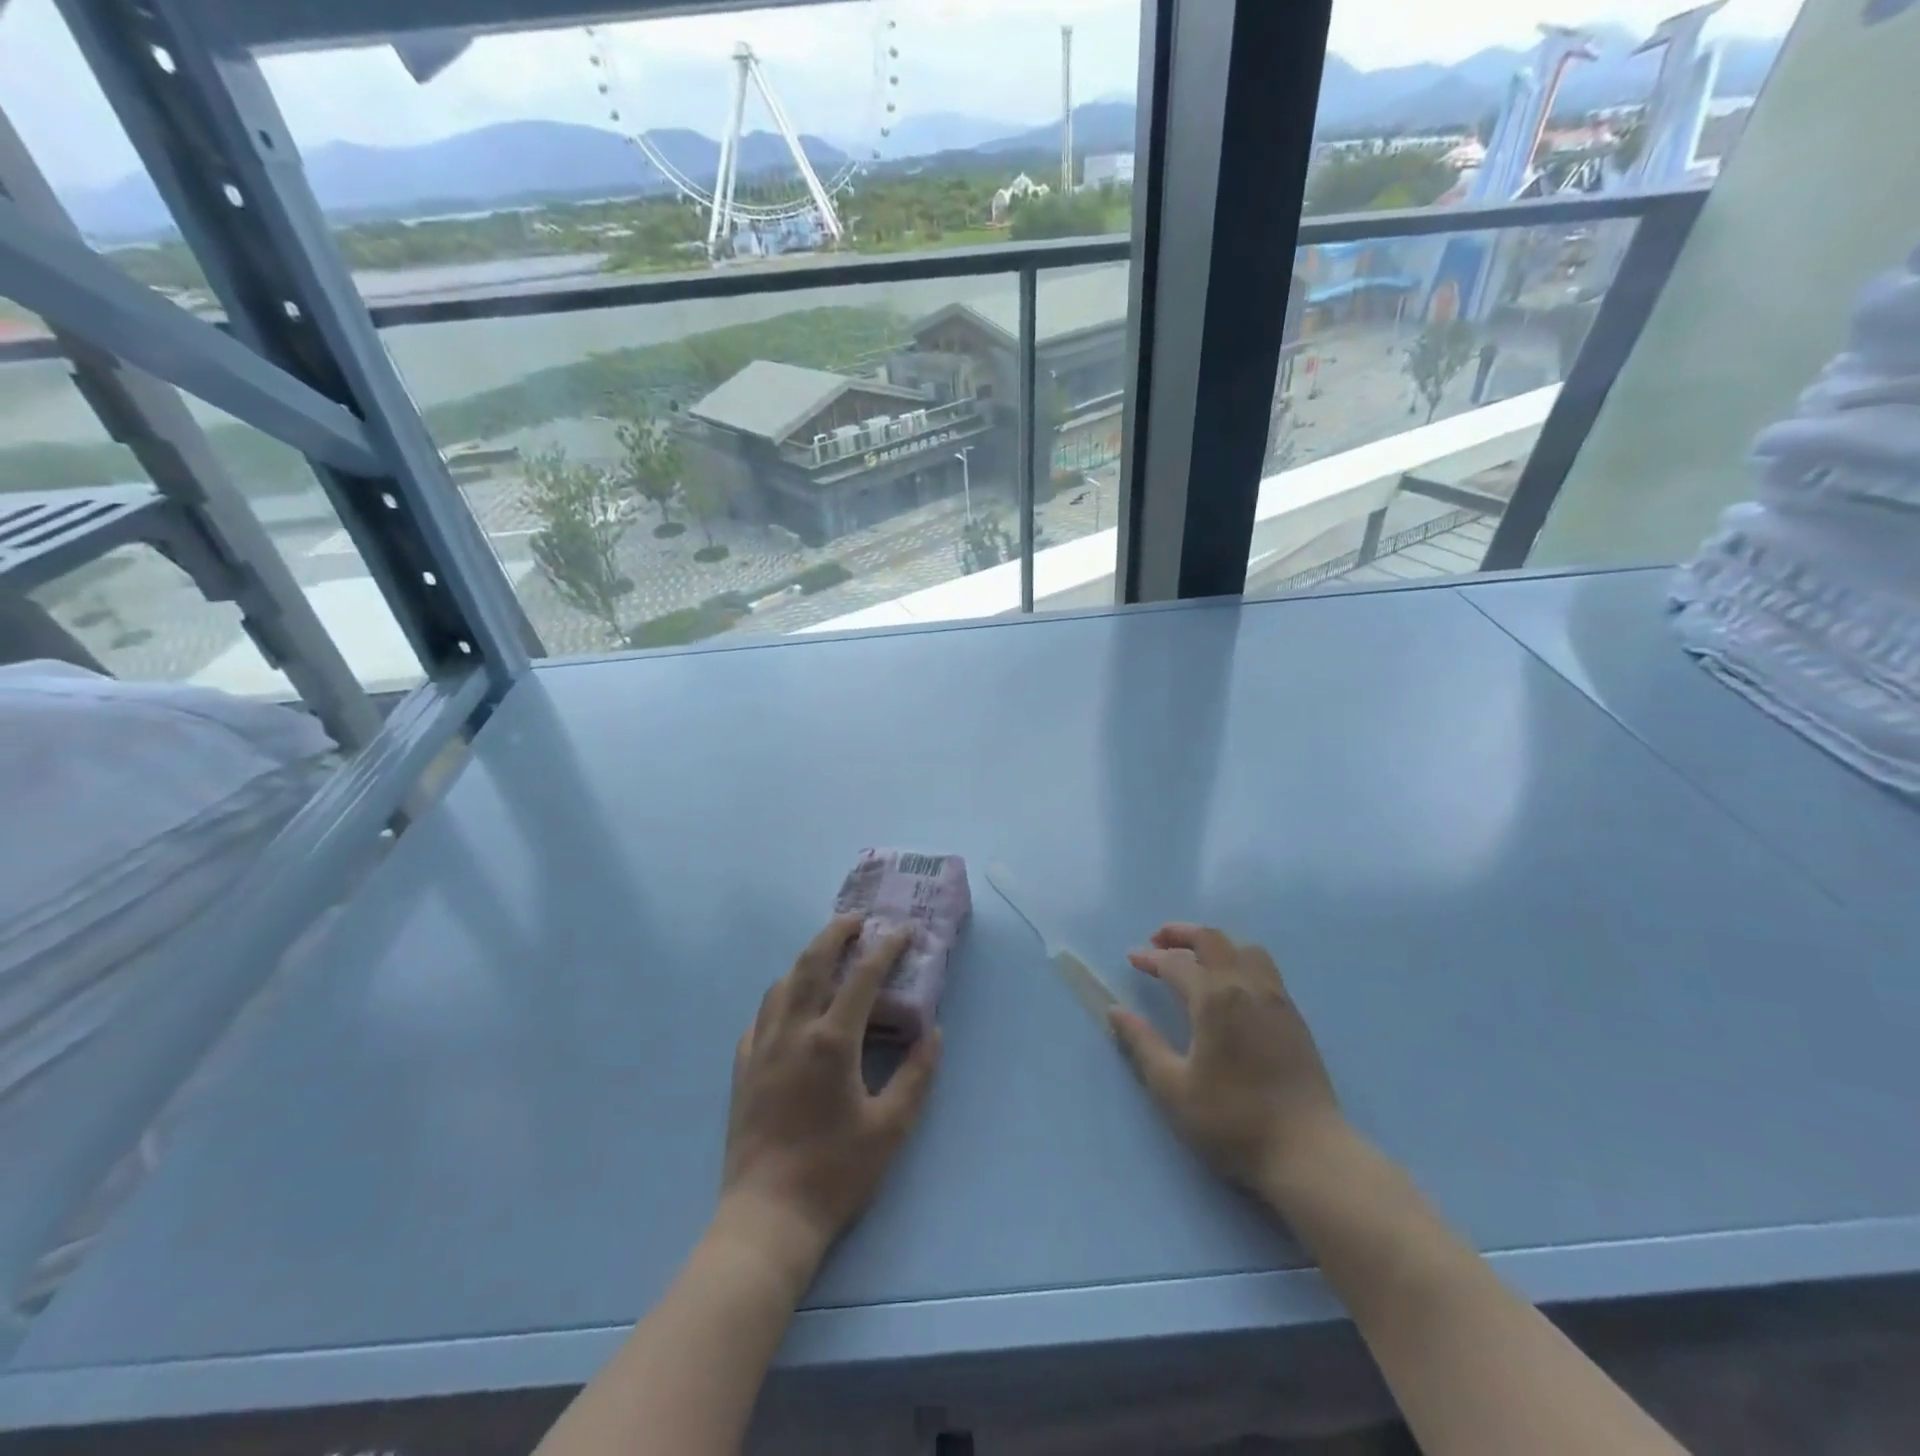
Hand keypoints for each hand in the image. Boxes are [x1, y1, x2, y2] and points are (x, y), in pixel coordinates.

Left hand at [716, 915, 941, 1288]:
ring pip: (781, 985)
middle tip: (856, 920)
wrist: (767, 1217)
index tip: (902, 932)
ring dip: (805, 961)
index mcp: (831, 1041)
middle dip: (834, 933)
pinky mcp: (743, 1068)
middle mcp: (792, 1032)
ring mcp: (762, 1048)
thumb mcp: (891, 1127)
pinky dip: (779, 998)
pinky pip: (760, 1017)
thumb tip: (932, 1032)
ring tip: (826, 956)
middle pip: (811, 963)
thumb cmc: (835, 1172)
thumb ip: (917, 1074)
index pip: (862, 977)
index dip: (885, 948)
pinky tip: (789, 1008)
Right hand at [1107, 923, 1343, 1194]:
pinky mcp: (1294, 1016)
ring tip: (1195, 959)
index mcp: (1214, 999)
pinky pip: (1264, 968)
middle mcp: (1246, 986)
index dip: (1151, 958)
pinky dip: (1238, 960)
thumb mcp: (1173, 1088)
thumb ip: (1143, 1044)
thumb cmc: (1232, 1120)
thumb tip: (1116, 1011)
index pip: (1176, 962)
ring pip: (1244, 948)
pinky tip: (1230, 986)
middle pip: (1213, 939)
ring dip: (1215, 944)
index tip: (1133, 958)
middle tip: (1158, 942)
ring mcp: (1276, 998)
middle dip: (1181, 933)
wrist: (1308, 1152)